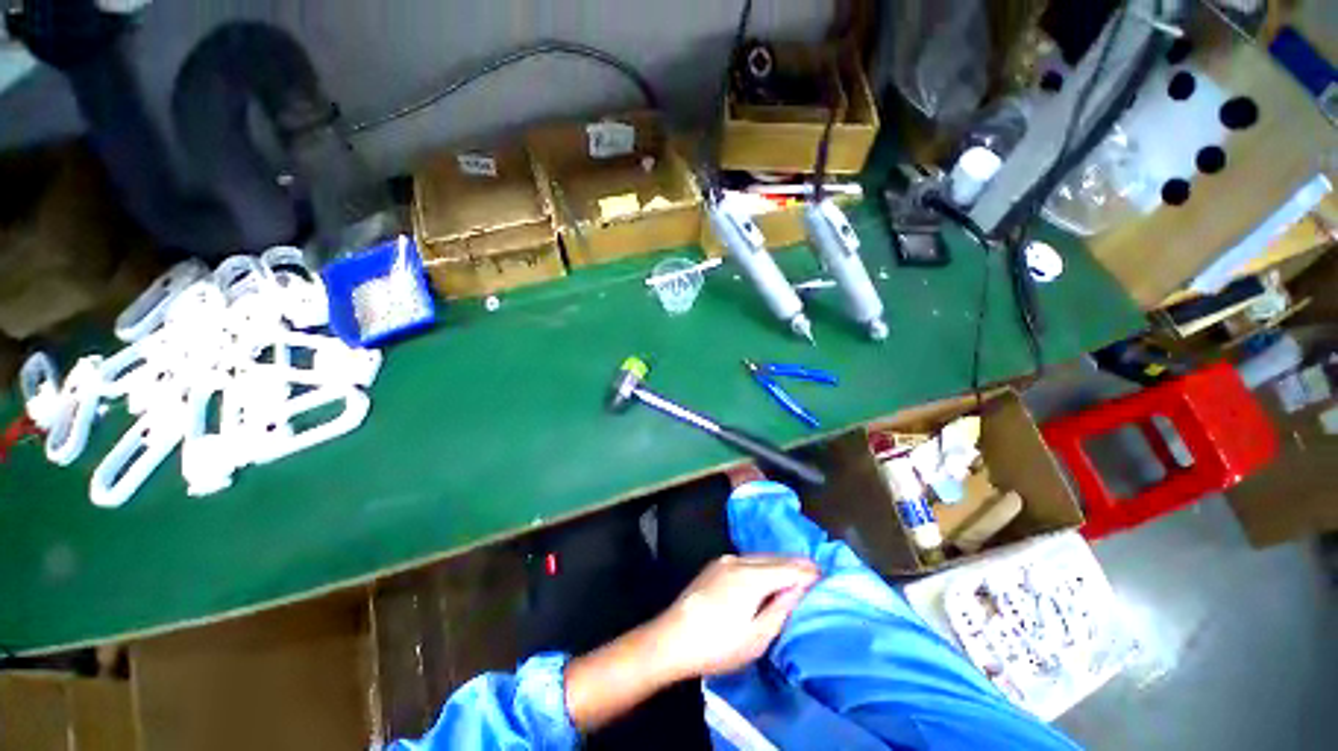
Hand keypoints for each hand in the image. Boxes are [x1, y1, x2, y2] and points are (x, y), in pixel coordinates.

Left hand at [647, 554, 818, 680]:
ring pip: (759, 557)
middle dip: (795, 563)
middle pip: (773, 558)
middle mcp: (738, 560)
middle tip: (815, 571)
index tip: (824, 574)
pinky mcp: (715, 565)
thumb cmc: (717, 645)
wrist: (672, 638)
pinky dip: (762, 564)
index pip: (787, 568)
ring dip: (778, 562)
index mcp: (751, 576)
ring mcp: (724, 560)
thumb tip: (799, 588)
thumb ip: (780, 608)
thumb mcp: (756, 637)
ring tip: (795, 571)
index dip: (806, 571)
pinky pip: (746, 560)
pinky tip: (767, 573)